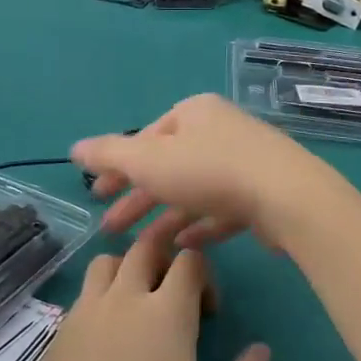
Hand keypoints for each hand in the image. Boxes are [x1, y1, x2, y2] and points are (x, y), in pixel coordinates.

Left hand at [7, 216, 269, 360]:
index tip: (207, 313)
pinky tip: (107, 338)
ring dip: (127, 269)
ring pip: (106, 262)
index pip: (189, 260)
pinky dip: (101, 296)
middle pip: (144, 248)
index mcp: (167, 313)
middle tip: (175, 295)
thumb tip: (260, 349)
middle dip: (166, 257)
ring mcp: (85, 313)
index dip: (205, 276)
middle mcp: (124, 299)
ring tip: (138, 306)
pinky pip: (83, 294)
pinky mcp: (59, 334)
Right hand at [72, 94, 344, 251]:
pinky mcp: (262, 195)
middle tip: (110, 227)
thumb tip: (74, 148)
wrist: (286, 197)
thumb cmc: (209, 170)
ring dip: (164, 218)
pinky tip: (183, 245)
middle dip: (136, 198)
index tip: (96, 195)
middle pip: (168, 167)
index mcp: (193, 113)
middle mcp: (220, 132)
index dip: (117, 168)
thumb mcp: (148, 160)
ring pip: (192, 192)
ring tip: (141, 247)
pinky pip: (221, 210)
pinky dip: (199, 225)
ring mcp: (245, 163)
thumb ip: (109, 154)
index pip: (146, 139)